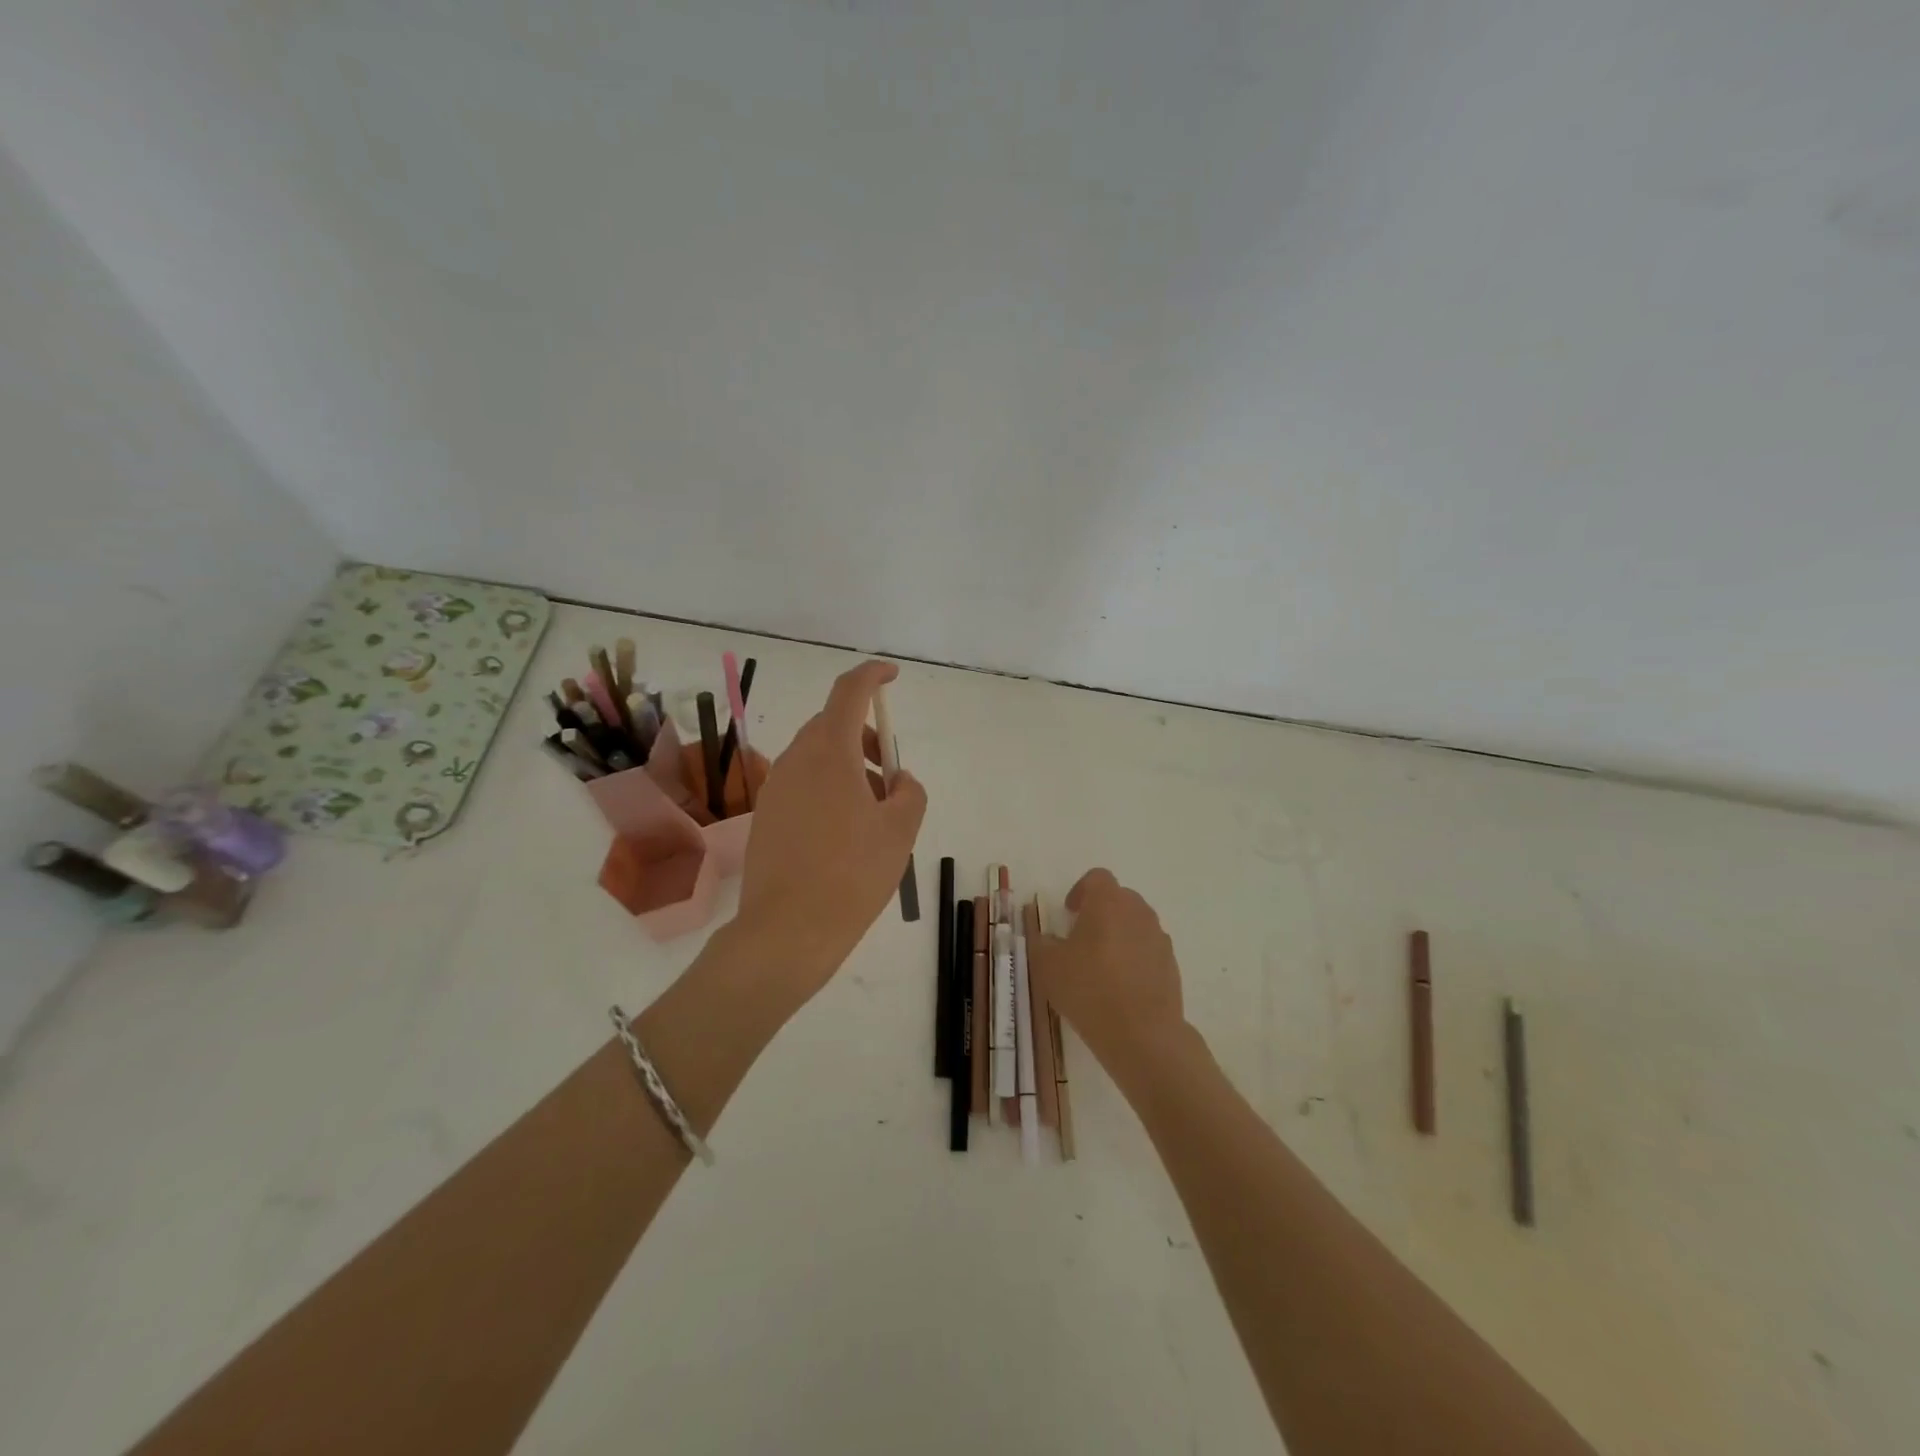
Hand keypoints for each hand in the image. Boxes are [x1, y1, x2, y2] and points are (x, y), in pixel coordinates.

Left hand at [732, 660, 926, 1010]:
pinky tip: (845, 835)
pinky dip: (830, 790)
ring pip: (818, 758)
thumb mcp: (901, 830)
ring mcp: (776, 788)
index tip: (892, 676)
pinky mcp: (767, 815)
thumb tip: (896, 780)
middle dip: (867, 738)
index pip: (849, 691)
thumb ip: (909, 791)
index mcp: (829, 752)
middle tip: (891, 775)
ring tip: (874, 815)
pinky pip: (804, 784)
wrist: (787, 930)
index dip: (872, 675)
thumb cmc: (852, 874)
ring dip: (850, 768)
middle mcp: (796, 760)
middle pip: (833, 726)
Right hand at [1031, 869, 1192, 1081]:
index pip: (1097, 878)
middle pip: (1119, 898)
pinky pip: (1148, 949)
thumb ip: (1042, 943)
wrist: (1142, 1033)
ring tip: (1102, 965)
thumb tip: (1048, 939)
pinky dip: (1135, 958)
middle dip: (1100, 911)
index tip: (1069, 913)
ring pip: (1136, 924)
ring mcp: (1159, 938)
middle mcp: (1138, 912)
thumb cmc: (1089, 989)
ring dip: (1119, 934)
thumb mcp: (1047, 966)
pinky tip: (1121, 986)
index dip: (1080, 890)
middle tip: (1081, 938)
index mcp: (1108, 902)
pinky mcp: (1171, 964)